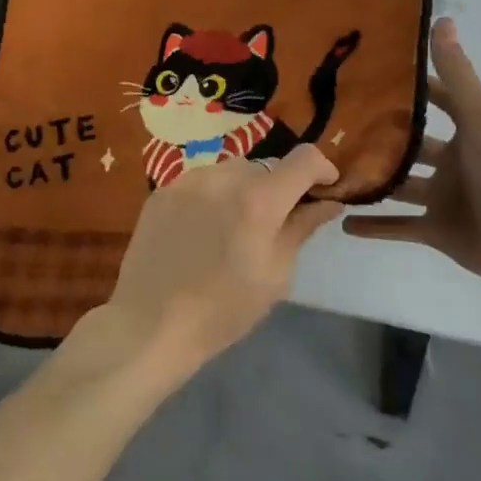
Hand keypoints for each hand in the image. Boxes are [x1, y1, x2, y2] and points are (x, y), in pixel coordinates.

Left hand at [107, 146, 342, 377]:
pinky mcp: (163, 190)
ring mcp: (188, 180)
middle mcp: (223, 177)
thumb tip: (328, 202)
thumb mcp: (276, 275)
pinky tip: (202, 231)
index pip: (303, 159)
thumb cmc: (223, 309)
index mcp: (258, 200)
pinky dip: (212, 197)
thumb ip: (301, 228)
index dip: (321, 168)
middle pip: (265, 167)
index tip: (325, 188)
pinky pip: (200, 182)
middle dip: (278, 188)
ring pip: (230, 171)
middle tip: (274, 223)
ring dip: (243, 190)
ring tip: (233, 229)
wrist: (151, 322)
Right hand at [346, 17, 480, 298]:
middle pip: (410, 145)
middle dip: (379, 136)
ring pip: (397, 185)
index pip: (436, 101)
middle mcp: (453, 163)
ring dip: (370, 179)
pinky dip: (373, 226)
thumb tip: (442, 20)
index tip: (370, 73)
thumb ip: (457, 75)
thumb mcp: (480, 117)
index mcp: (468, 133)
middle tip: (334, 123)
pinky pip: (398, 226)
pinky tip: (341, 221)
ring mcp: (443, 198)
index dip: (409, 88)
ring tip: (329, 169)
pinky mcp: (436, 231)